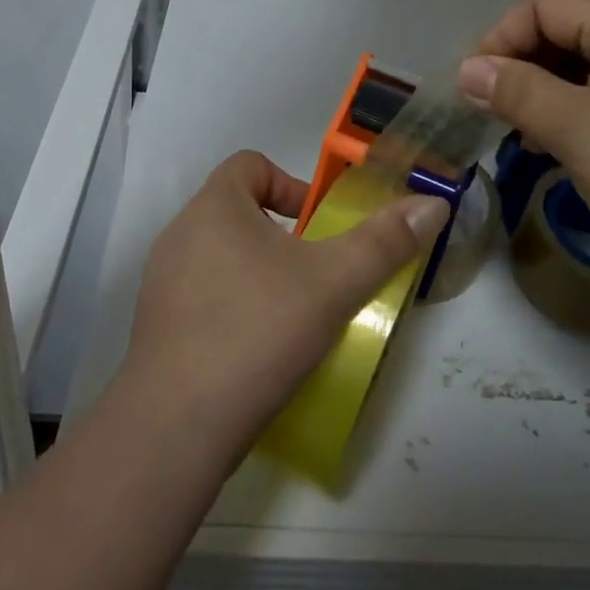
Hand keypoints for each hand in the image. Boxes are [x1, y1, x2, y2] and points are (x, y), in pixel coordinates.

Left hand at [120, 151, 449, 459]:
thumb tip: (433, 204)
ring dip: (259, 272)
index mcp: (213, 207)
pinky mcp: (156, 327)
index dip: (291, 183)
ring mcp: (161, 283)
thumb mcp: (334, 283)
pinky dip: (234, 307)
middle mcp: (180, 234)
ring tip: (293, 313)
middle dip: (282, 235)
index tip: (320, 225)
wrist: (177, 426)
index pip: (250, 164)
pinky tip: (259, 348)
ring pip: (220, 256)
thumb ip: (384, 241)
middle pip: (237, 210)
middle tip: (317, 274)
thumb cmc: (258, 331)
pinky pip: (203, 297)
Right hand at [459, 0, 589, 305]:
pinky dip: (583, 116)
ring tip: (527, 139)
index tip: (475, 88)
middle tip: (497, 117)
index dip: (501, 38)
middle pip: (571, 30)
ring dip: (550, 95)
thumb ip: (517, 92)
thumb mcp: (577, 131)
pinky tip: (568, 153)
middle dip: (524, 68)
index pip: (547, 4)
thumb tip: (468, 70)